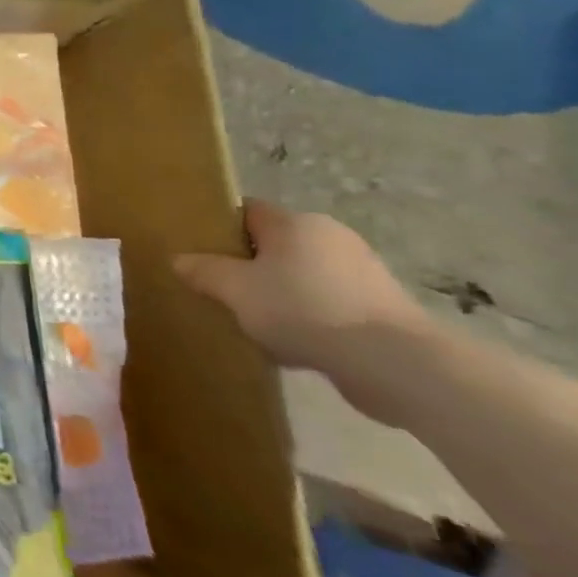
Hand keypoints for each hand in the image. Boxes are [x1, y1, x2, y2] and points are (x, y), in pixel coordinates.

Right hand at [174, 201, 430, 416]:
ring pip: (302, 277)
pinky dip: (310, 319)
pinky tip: (294, 346)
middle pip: (275, 245)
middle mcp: (331, 237)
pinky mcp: (383, 309)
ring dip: (280, 296)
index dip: (220, 228)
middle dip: (249, 267)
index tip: (200, 252)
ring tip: (256, 324)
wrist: (397, 365)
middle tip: (222, 291)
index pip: (247, 211)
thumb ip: (204, 272)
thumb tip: (180, 260)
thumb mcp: (236, 290)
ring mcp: (363, 273)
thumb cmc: (305, 309)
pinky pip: (329, 305)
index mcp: (295, 223)